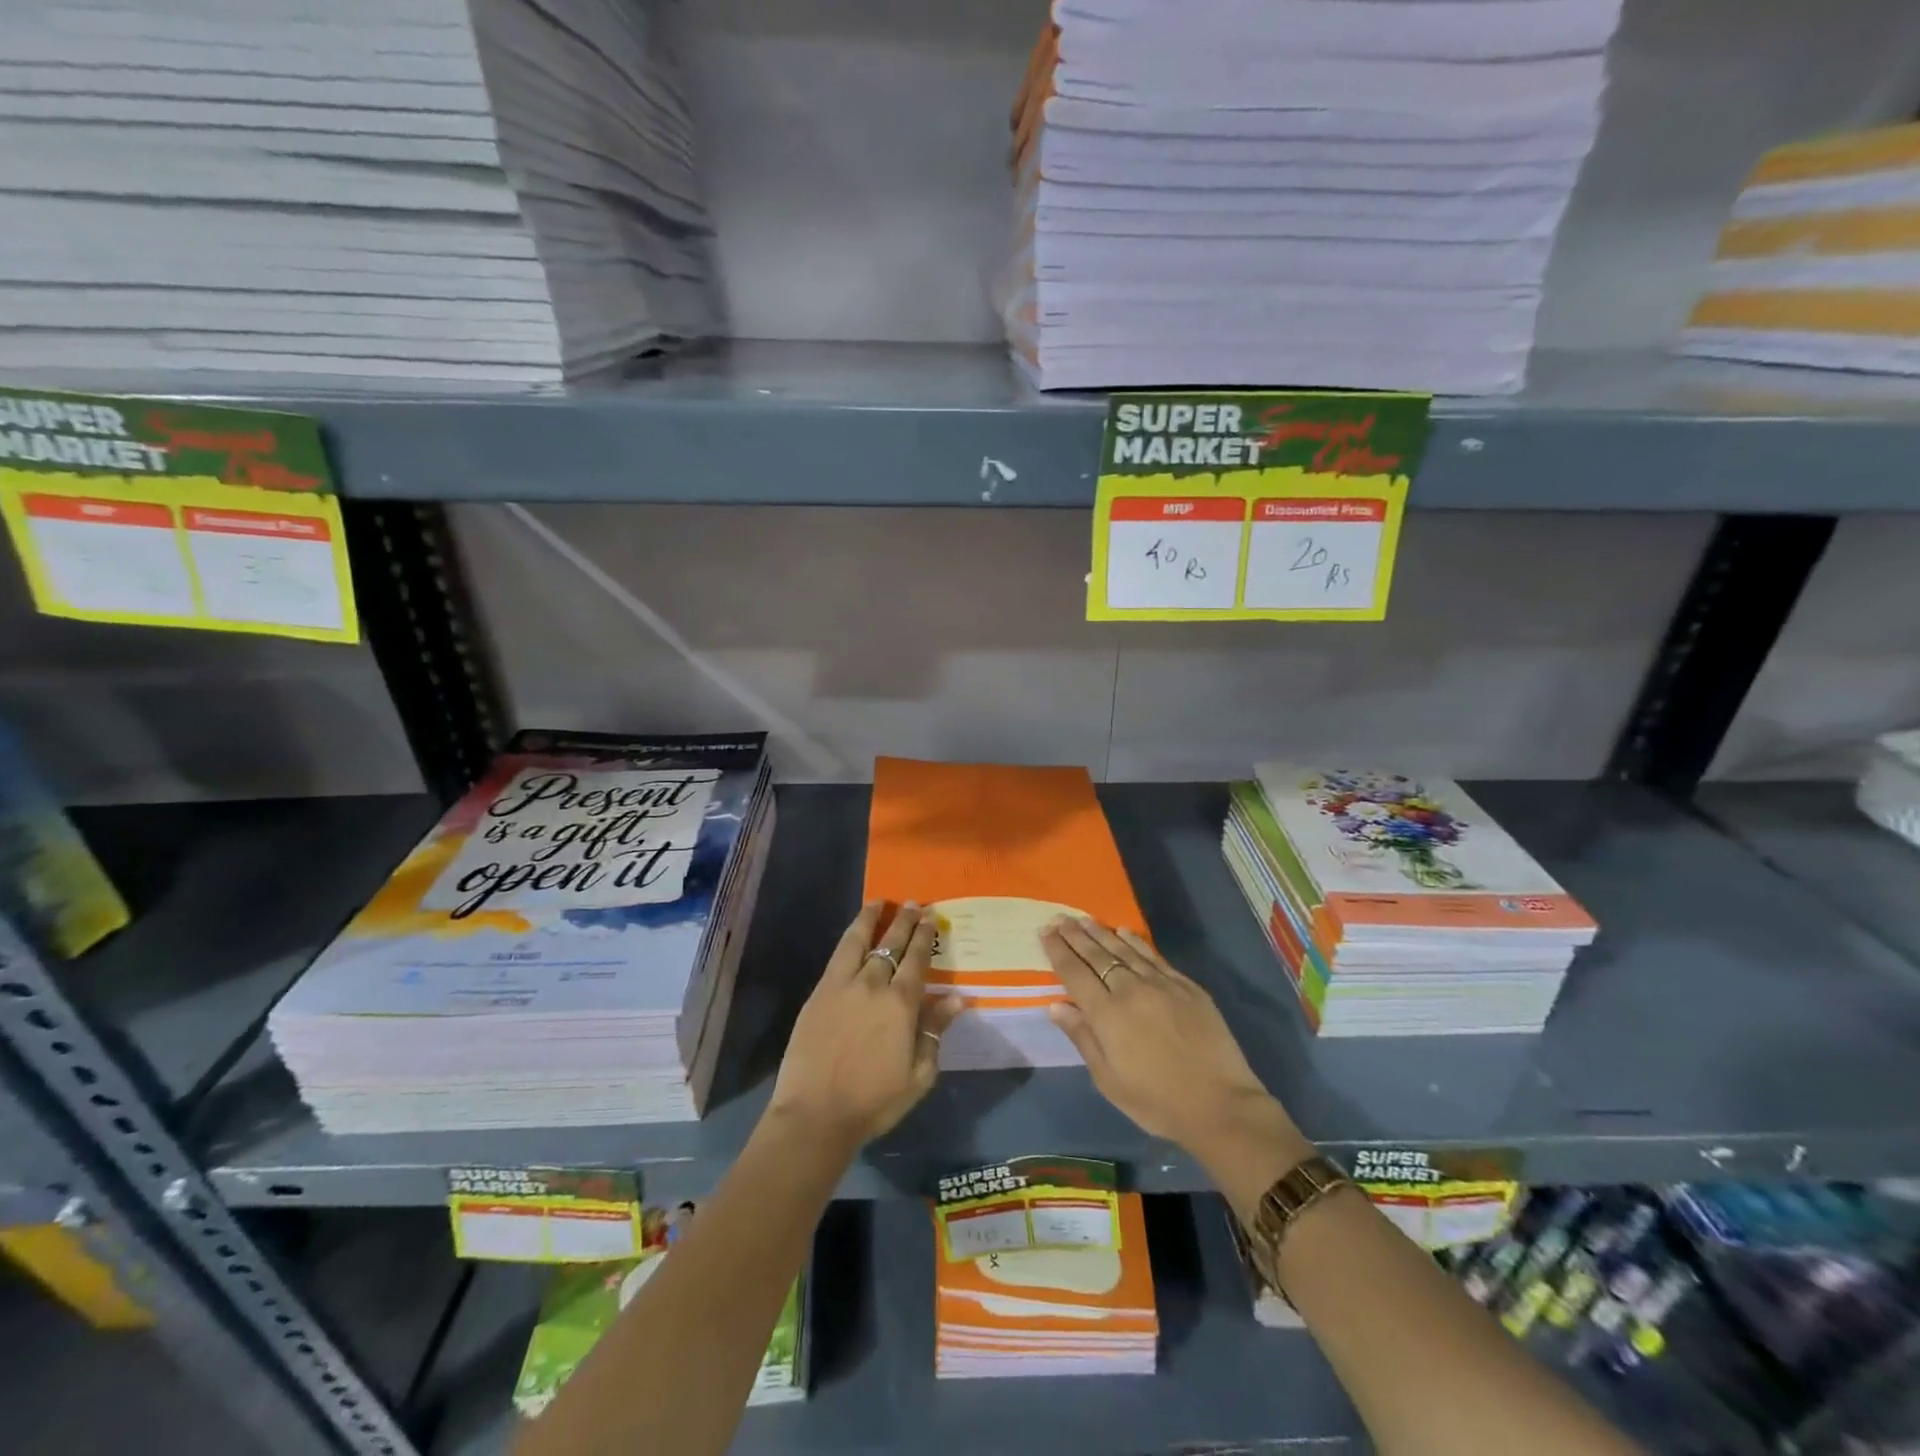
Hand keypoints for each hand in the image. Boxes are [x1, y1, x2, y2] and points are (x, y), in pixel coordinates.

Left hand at [769, 901, 965, 1147]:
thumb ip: (935, 1031)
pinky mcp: (819, 993)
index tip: (930, 917)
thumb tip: (957, 998)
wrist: (816, 1114)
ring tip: (879, 902)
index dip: (924, 937)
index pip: (917, 960)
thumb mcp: (919, 1074)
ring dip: (871, 919)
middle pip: (891, 945)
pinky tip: (854, 933)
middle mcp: (873, 985)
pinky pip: (837, 956)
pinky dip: (849, 937)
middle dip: (904, 922)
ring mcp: (842, 986)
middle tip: (913, 903)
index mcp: (902, 1004)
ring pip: (859, 941)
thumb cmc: (874, 1101)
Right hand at [1040, 916, 1308, 1182]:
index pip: (1075, 973)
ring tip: (1084, 919)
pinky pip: (1153, 956)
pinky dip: (1135, 941)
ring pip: (1124, 949)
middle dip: (1075, 935)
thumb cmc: (1157, 1101)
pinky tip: (1124, 932)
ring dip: (1101, 933)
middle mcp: (1131, 990)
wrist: (1220, 1105)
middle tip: (1059, 918)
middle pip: (1097, 955)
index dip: (1058, 951)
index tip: (1045, 932)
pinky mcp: (1187, 986)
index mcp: (1107, 1014)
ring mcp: (1161, 984)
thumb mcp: (1109, 1080)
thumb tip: (1056, 1005)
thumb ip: (1082, 1038)